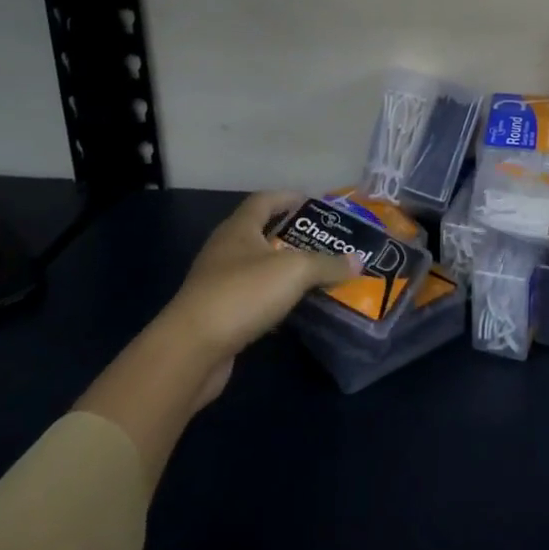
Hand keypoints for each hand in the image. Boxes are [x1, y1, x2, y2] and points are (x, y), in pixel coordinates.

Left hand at [161, 191, 360, 404]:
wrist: (191, 352)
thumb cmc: (242, 294)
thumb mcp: (294, 271)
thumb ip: (327, 264)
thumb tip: (357, 261)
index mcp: (238, 229)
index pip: (264, 200)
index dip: (288, 197)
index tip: (314, 202)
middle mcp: (225, 251)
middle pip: (261, 233)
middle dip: (292, 235)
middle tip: (325, 241)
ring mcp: (218, 284)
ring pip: (258, 268)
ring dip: (284, 269)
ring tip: (316, 273)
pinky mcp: (218, 315)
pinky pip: (253, 298)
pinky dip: (274, 299)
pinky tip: (294, 308)